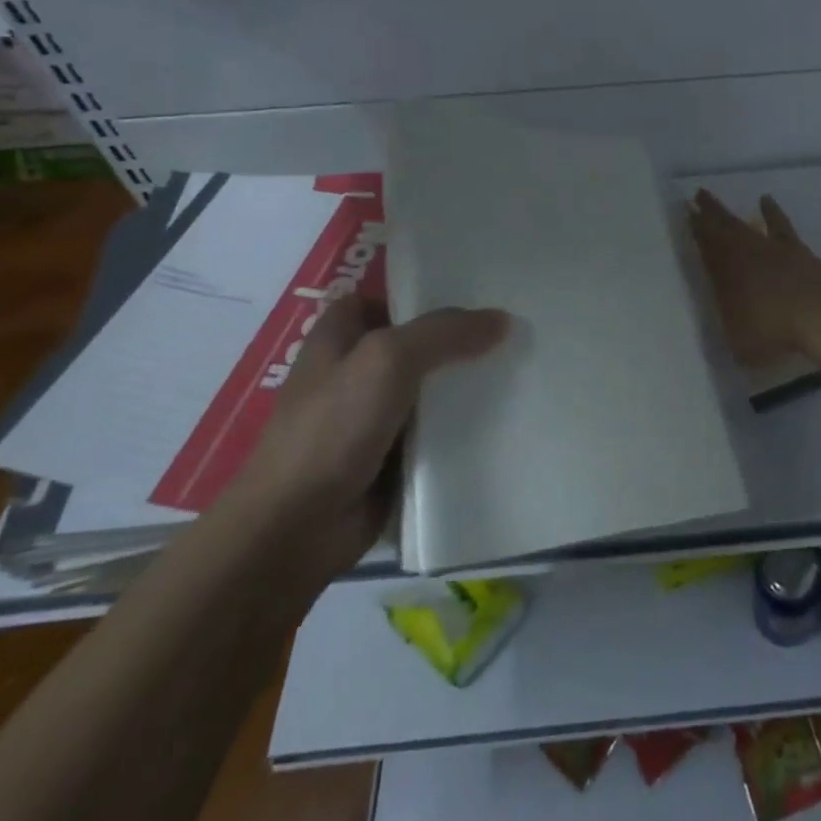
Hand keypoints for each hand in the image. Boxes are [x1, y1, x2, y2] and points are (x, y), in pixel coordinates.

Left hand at [230, 297, 509, 577]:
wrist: (298, 528)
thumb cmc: (333, 427)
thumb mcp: (388, 360)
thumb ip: (445, 333)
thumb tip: (503, 320)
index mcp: (339, 335)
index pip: (388, 298)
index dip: (426, 292)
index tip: (478, 291)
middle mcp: (356, 370)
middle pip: (418, 342)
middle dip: (460, 338)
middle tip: (513, 328)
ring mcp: (374, 416)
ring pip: (431, 388)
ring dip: (467, 384)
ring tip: (522, 366)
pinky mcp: (392, 457)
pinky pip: (437, 431)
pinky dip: (464, 426)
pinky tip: (505, 417)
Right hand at [689, 190, 820, 365]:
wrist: (818, 311)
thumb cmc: (772, 329)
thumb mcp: (739, 342)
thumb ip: (730, 329)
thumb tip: (728, 325)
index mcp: (724, 275)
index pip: (705, 248)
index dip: (695, 231)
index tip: (686, 213)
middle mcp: (744, 255)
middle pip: (721, 228)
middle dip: (707, 212)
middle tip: (698, 194)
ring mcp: (771, 249)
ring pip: (744, 224)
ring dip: (729, 212)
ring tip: (718, 198)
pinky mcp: (796, 250)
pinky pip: (779, 225)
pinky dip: (772, 212)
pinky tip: (767, 200)